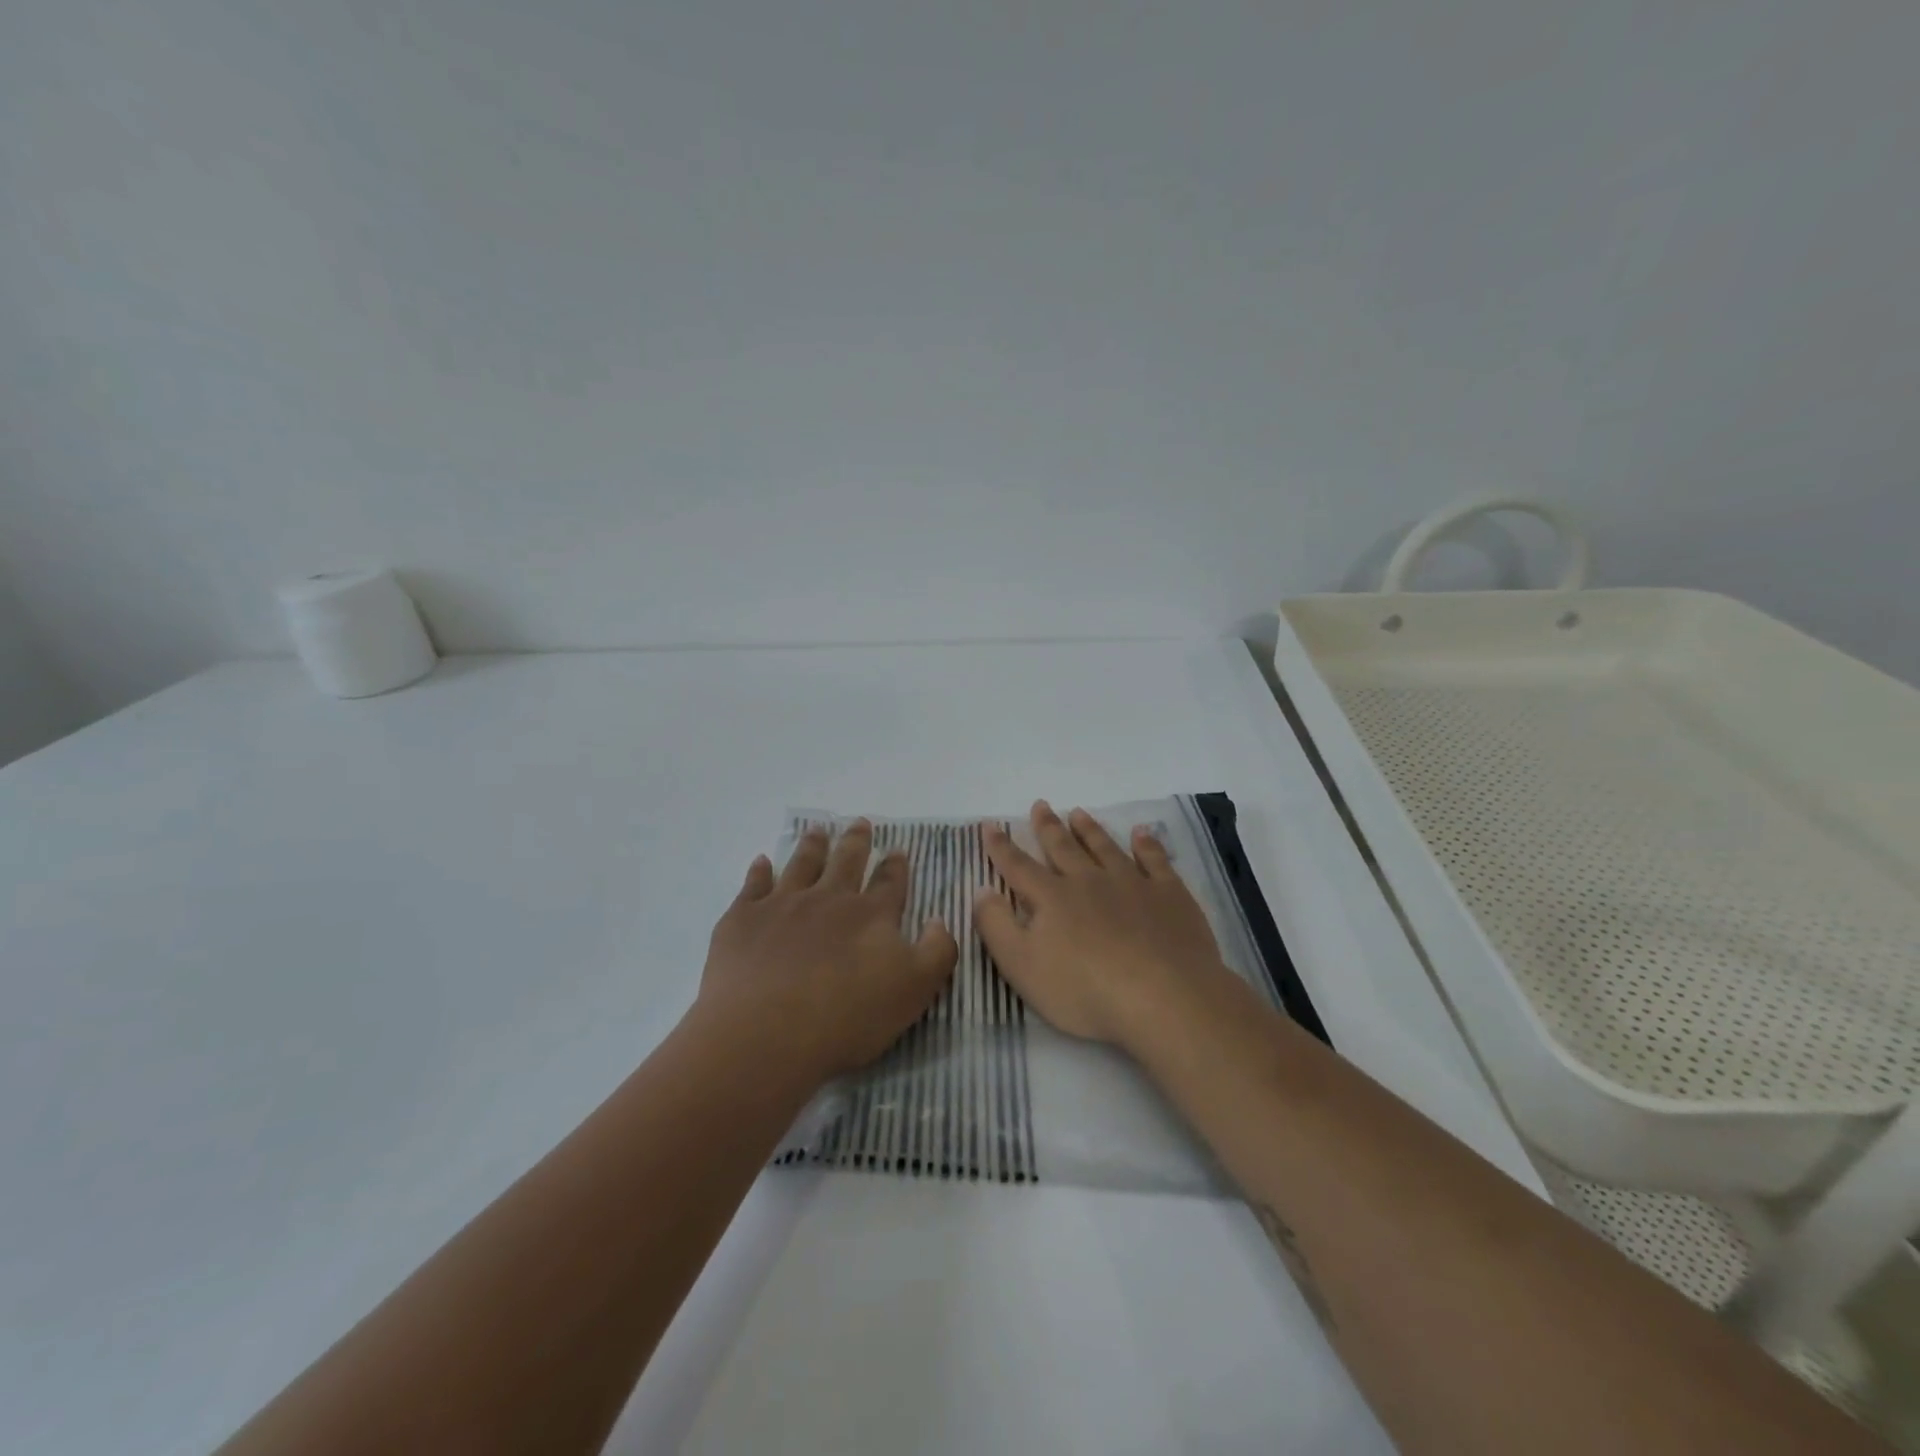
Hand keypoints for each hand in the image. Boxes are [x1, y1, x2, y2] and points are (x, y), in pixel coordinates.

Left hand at [697, 819, 958, 1083]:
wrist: (766, 1032)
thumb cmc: (847, 1017)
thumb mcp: (915, 990)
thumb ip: (937, 952)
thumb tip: (938, 920)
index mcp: (871, 915)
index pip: (889, 882)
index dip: (896, 866)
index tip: (898, 850)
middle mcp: (829, 899)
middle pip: (846, 861)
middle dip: (856, 842)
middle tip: (859, 823)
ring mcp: (783, 905)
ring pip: (802, 864)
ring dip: (812, 846)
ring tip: (817, 831)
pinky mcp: (744, 919)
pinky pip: (754, 885)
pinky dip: (759, 871)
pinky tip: (761, 862)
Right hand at [973, 801, 1228, 1049]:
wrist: (1164, 998)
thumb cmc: (1085, 991)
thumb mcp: (1023, 967)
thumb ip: (997, 927)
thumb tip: (981, 890)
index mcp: (1052, 898)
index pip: (1018, 866)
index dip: (1001, 846)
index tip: (990, 824)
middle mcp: (1089, 881)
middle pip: (1063, 848)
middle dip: (1048, 827)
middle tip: (1040, 805)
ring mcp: (1132, 883)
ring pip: (1105, 848)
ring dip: (1089, 830)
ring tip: (1078, 813)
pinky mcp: (1169, 895)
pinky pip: (1155, 860)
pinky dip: (1147, 844)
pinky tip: (1142, 833)